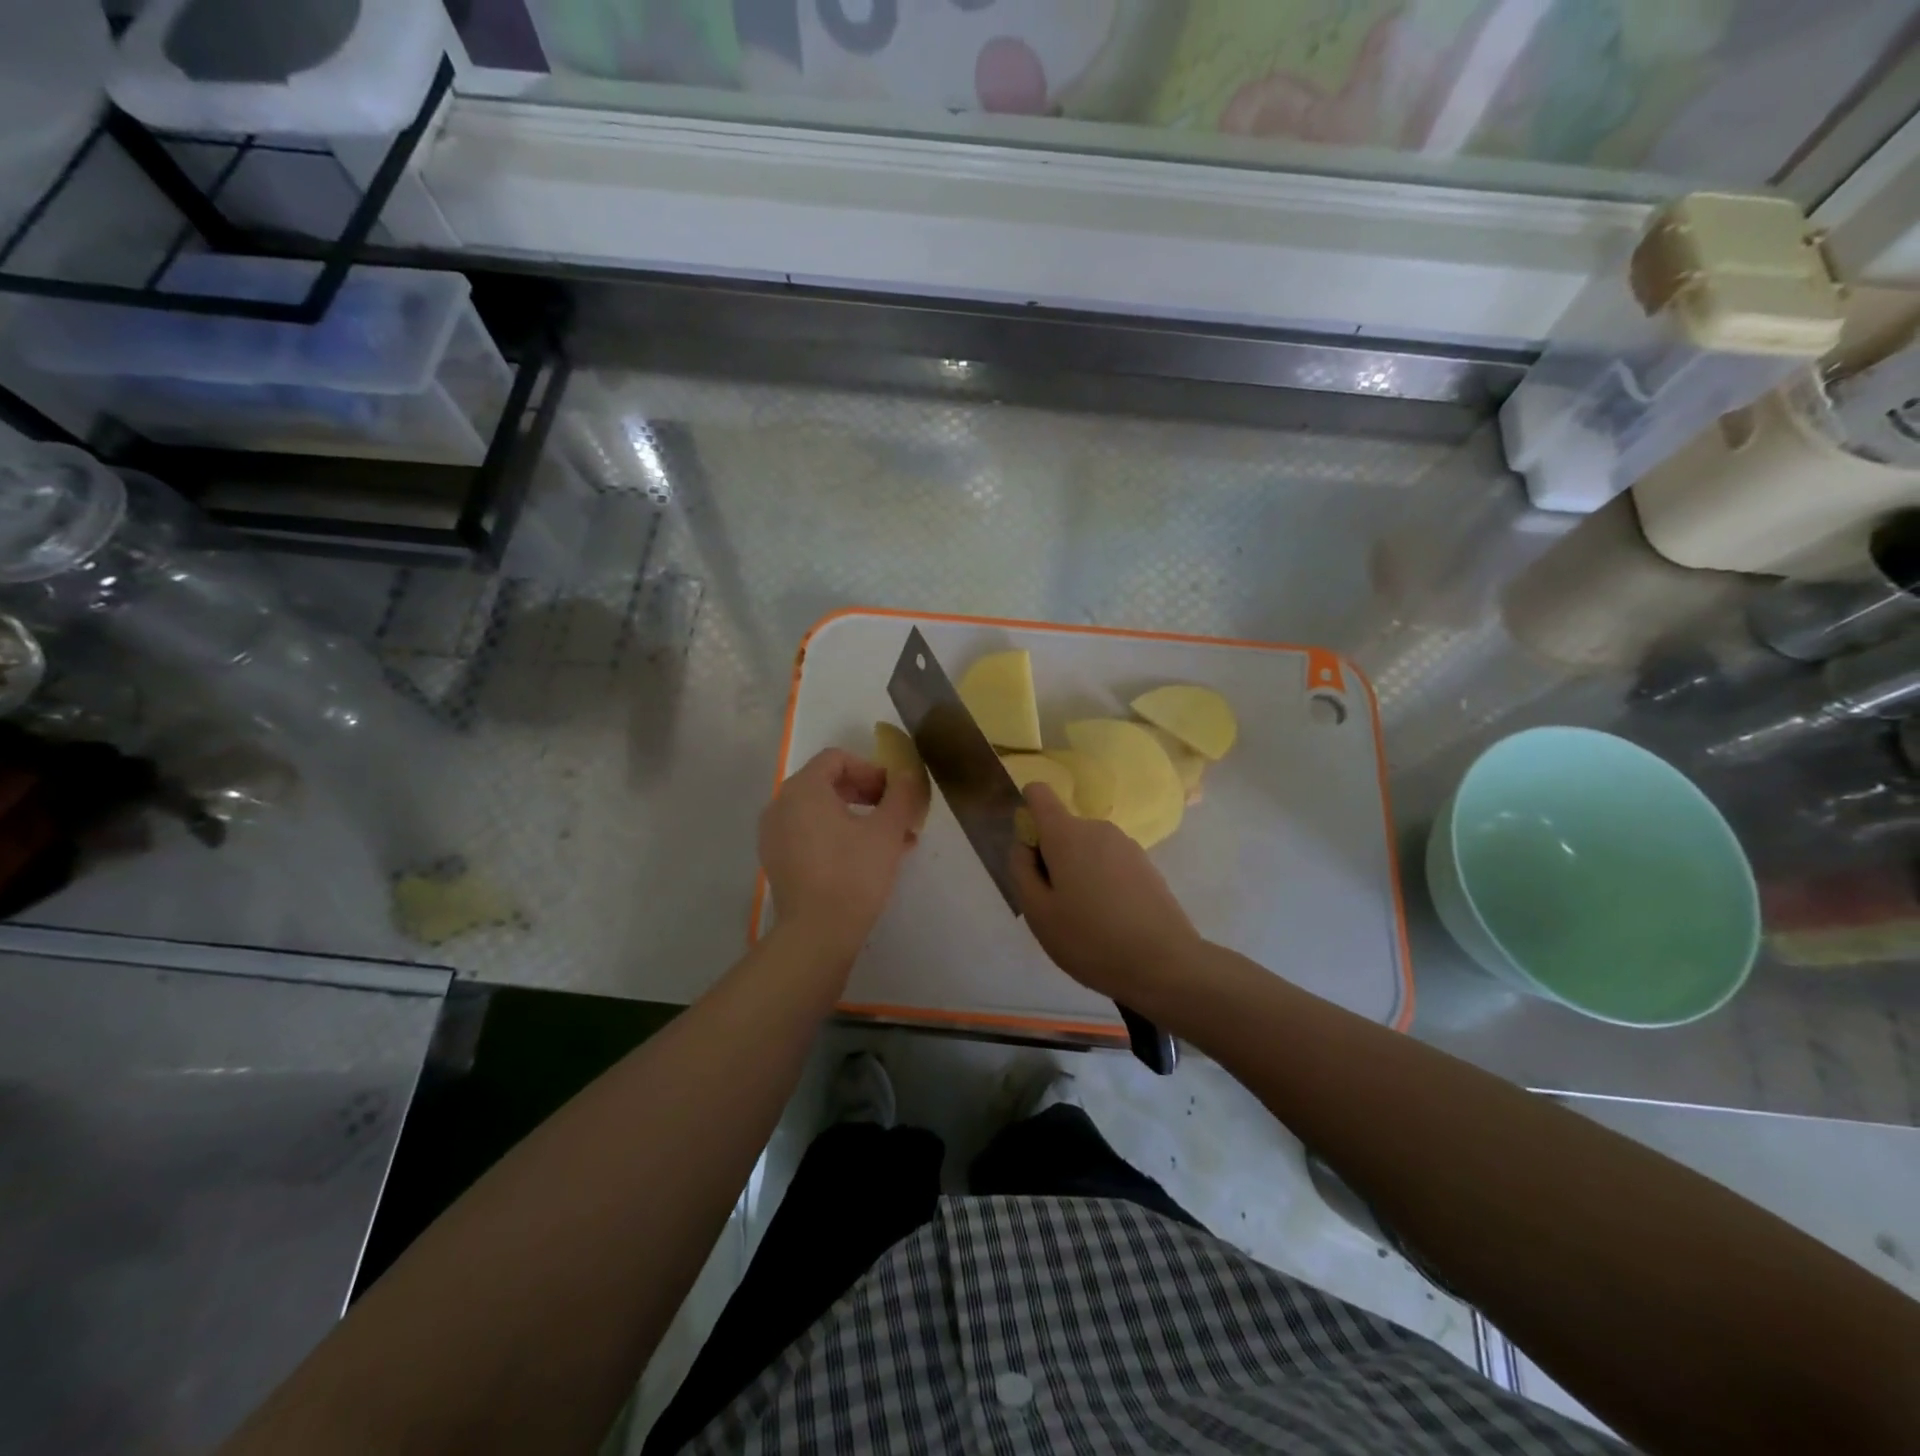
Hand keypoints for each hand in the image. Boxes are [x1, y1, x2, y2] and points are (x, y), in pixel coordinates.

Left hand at [760, 747, 927, 959]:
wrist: (817, 934)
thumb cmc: (853, 873)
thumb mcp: (887, 831)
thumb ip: (900, 795)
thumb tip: (906, 774)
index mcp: (803, 789)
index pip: (837, 759)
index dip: (871, 769)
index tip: (894, 792)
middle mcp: (781, 805)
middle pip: (827, 783)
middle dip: (866, 793)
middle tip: (895, 812)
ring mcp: (774, 835)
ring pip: (820, 812)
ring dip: (856, 817)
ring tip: (890, 839)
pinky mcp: (777, 861)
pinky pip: (809, 834)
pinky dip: (837, 836)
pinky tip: (867, 858)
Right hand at [1008, 784, 1200, 1002]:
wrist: (1165, 963)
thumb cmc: (1090, 938)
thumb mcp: (1037, 912)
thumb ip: (1021, 870)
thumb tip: (1024, 844)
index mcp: (1066, 834)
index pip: (1039, 794)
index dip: (1027, 812)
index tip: (1029, 852)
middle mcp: (1097, 829)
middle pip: (1062, 829)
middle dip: (1052, 857)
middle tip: (1055, 905)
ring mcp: (1127, 845)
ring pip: (1087, 849)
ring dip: (1078, 872)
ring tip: (1084, 918)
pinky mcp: (1146, 865)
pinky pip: (1110, 863)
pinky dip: (1102, 883)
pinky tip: (1110, 921)